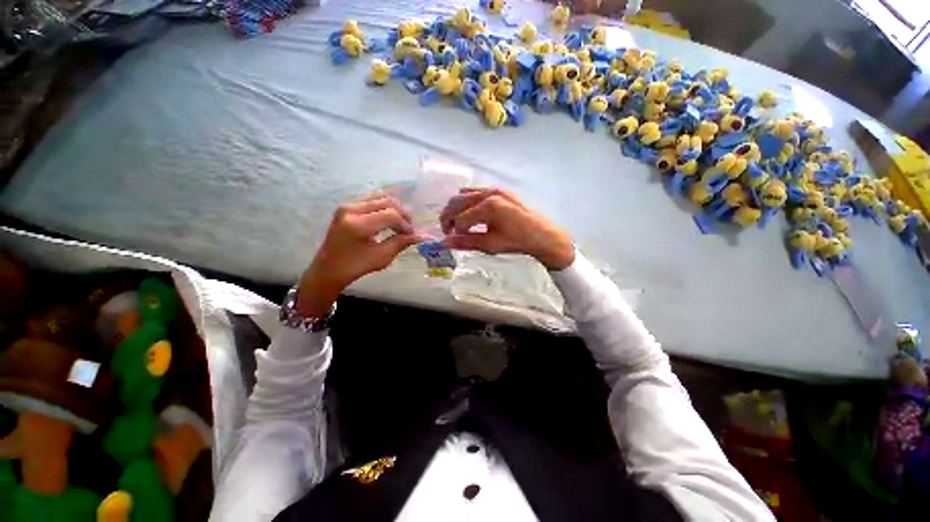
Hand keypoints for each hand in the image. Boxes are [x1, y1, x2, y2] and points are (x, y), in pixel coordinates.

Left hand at [297, 193, 421, 315]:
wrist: (328, 268)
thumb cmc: (355, 266)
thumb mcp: (382, 257)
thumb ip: (402, 242)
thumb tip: (422, 235)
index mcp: (358, 225)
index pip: (391, 215)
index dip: (405, 224)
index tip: (412, 235)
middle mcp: (351, 209)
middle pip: (386, 201)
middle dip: (402, 214)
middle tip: (408, 228)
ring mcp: (347, 205)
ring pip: (380, 197)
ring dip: (394, 208)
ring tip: (400, 223)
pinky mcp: (347, 206)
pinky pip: (371, 200)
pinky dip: (384, 207)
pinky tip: (389, 219)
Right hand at [439, 188, 574, 269]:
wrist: (542, 235)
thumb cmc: (517, 241)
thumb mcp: (491, 245)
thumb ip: (466, 242)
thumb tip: (444, 243)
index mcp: (488, 207)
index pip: (460, 220)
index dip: (454, 232)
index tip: (454, 241)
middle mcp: (488, 194)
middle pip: (456, 203)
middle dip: (448, 218)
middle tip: (448, 231)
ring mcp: (494, 189)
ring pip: (463, 196)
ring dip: (456, 209)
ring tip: (458, 224)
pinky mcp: (499, 190)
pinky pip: (475, 191)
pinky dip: (466, 202)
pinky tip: (470, 213)